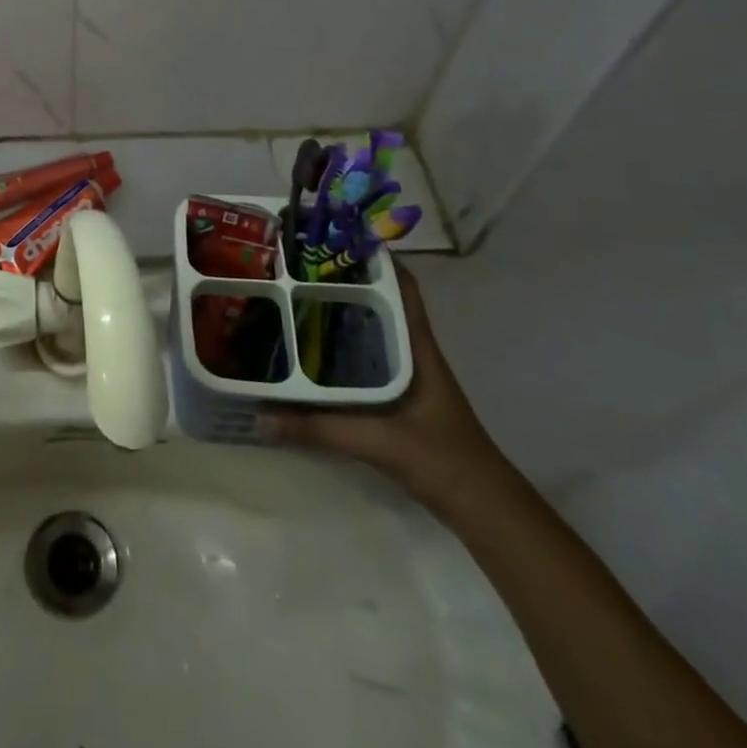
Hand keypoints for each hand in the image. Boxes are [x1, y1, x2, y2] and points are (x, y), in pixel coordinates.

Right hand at [260, 262, 505, 509]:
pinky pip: (367, 358)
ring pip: (373, 330)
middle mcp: (414, 354)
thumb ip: (318, 428)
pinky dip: (343, 347)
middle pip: (382, 303)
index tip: (339, 237)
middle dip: (346, 282)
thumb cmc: (443, 460)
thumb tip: (260, 415)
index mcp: (418, 349)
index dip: (378, 258)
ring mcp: (409, 377)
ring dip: (343, 313)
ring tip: (296, 297)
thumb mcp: (377, 441)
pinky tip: (312, 352)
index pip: (404, 289)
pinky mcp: (400, 400)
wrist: (486, 511)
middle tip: (300, 266)